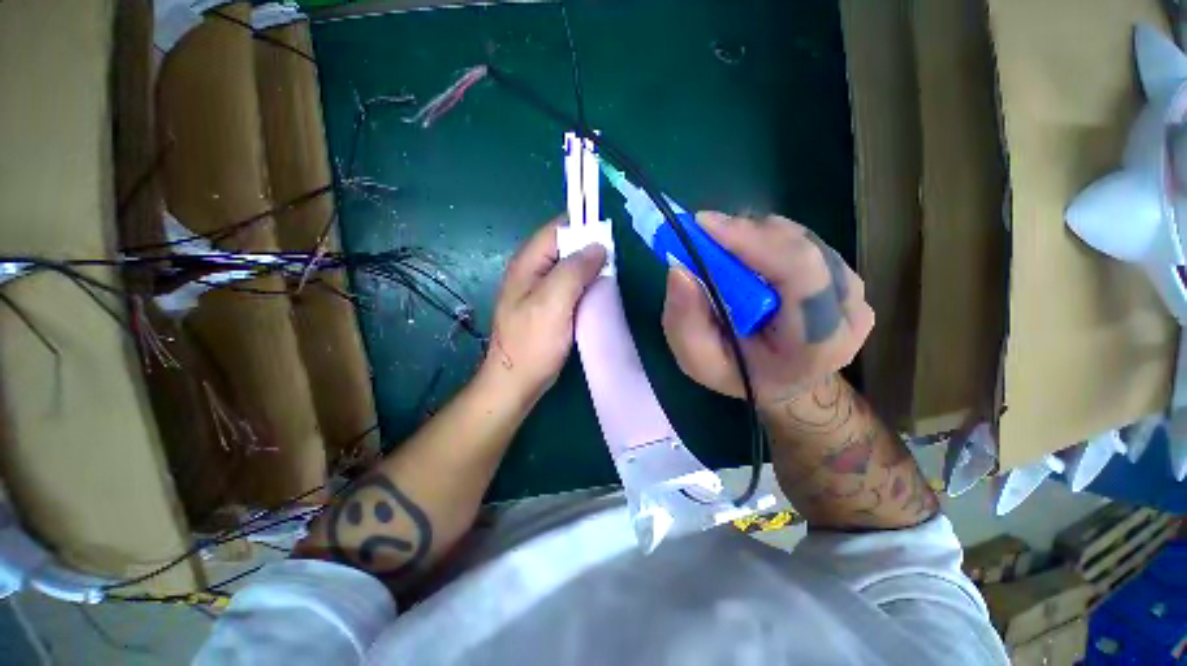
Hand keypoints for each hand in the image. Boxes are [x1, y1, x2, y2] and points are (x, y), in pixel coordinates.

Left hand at [481, 218, 607, 404]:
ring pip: (569, 269)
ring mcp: (539, 290)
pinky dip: (584, 287)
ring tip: (609, 278)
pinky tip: (597, 295)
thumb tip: (598, 246)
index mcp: (528, 263)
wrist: (516, 381)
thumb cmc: (532, 342)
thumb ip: (574, 270)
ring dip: (588, 271)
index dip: (583, 228)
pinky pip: (569, 287)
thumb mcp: (554, 301)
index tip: (609, 238)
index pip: (557, 229)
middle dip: (589, 251)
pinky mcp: (547, 307)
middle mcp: (532, 271)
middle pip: (564, 248)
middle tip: (613, 263)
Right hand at [662, 211, 873, 406]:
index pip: (799, 272)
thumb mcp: (698, 360)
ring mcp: (855, 293)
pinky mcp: (847, 278)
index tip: (703, 225)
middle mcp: (850, 312)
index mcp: (819, 342)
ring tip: (723, 250)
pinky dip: (768, 241)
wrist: (785, 384)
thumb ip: (685, 321)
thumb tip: (679, 270)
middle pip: (801, 248)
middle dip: (746, 234)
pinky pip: (805, 243)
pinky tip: (747, 256)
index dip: (751, 240)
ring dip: (756, 237)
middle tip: (704, 233)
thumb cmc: (739, 375)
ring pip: (802, 240)